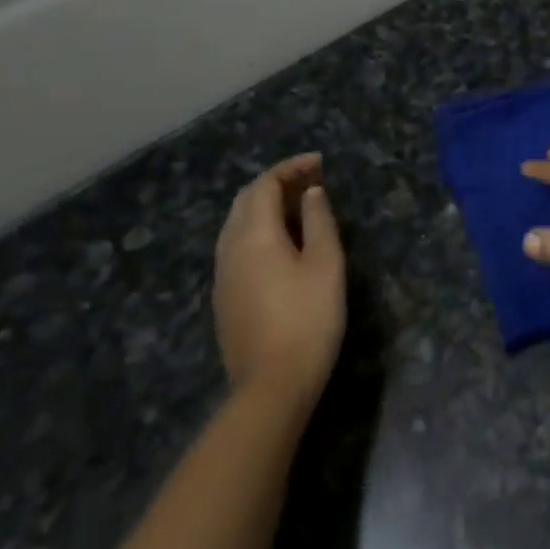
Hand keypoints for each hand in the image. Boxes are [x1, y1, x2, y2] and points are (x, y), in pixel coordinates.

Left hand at [214, 152, 345, 402]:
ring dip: (265, 205)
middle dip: (276, 182)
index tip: (320, 163)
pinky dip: (258, 228)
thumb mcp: (326, 264)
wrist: (272, 385)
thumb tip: (311, 192)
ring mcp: (222, 275)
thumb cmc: (308, 319)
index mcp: (255, 235)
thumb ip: (318, 221)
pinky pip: (236, 246)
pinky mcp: (224, 297)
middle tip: (312, 180)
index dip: (291, 167)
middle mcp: (230, 248)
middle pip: (245, 200)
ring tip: (299, 206)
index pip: (265, 184)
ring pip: (237, 223)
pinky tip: (282, 242)